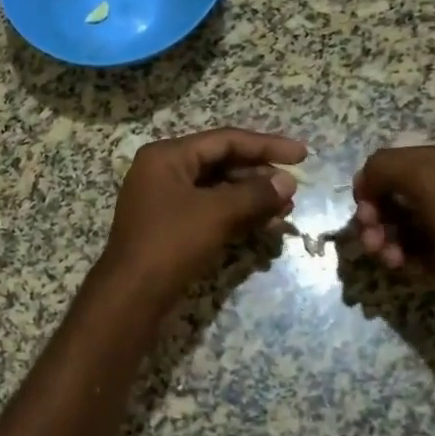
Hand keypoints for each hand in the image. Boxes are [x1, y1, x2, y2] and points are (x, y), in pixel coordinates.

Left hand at [101, 128, 305, 300]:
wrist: (132, 295)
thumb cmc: (171, 243)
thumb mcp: (216, 214)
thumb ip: (255, 194)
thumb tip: (288, 182)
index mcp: (167, 156)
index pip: (224, 140)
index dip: (266, 145)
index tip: (302, 155)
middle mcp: (163, 171)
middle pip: (220, 163)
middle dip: (259, 176)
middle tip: (293, 190)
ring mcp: (165, 200)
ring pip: (217, 189)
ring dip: (251, 198)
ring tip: (286, 210)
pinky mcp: (170, 226)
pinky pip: (209, 210)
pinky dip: (236, 215)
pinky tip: (265, 224)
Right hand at [351, 141, 434, 309]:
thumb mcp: (426, 176)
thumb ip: (384, 166)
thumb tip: (365, 183)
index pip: (394, 162)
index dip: (371, 184)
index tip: (364, 211)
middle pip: (396, 195)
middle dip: (376, 217)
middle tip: (370, 241)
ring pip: (404, 225)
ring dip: (386, 240)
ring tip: (388, 259)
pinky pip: (419, 250)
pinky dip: (404, 257)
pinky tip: (404, 267)